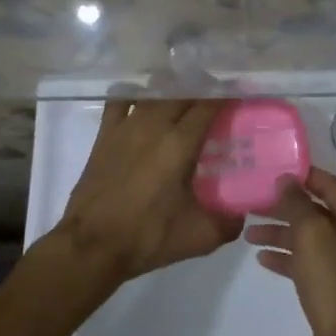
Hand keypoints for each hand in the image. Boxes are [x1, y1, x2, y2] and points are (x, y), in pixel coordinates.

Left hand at [57, 97, 241, 283]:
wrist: (92, 246)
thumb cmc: (148, 237)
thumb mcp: (200, 237)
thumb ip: (229, 222)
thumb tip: (243, 212)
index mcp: (180, 143)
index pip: (209, 105)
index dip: (227, 96)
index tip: (240, 95)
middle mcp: (154, 125)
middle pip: (183, 92)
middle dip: (203, 89)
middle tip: (218, 98)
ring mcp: (126, 126)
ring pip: (154, 93)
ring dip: (173, 90)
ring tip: (186, 96)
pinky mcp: (105, 135)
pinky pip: (121, 100)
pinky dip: (136, 95)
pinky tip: (144, 101)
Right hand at [247, 168, 335, 335]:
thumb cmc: (332, 280)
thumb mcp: (312, 234)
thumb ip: (298, 204)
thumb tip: (287, 179)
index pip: (329, 185)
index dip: (303, 176)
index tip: (274, 171)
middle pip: (315, 212)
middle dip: (285, 207)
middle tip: (254, 203)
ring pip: (308, 238)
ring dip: (280, 234)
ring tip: (249, 234)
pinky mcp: (331, 285)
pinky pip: (306, 262)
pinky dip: (286, 257)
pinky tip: (262, 259)